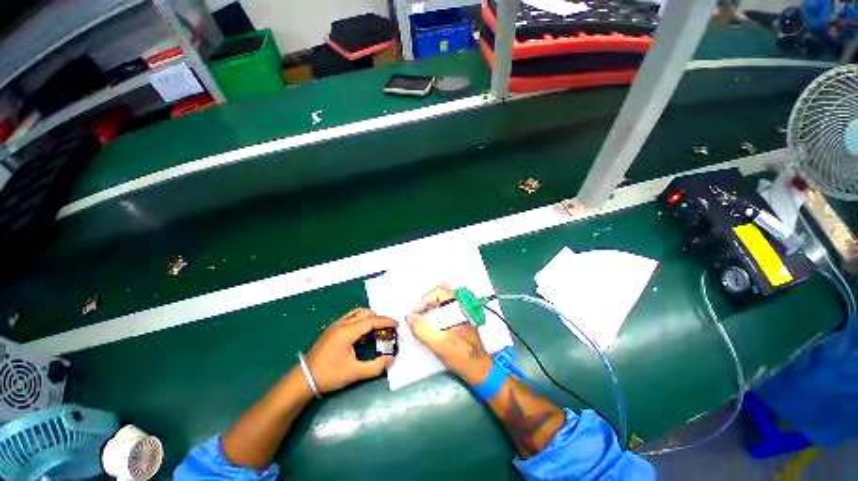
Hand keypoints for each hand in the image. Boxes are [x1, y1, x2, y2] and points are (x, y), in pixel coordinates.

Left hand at [305, 308, 396, 392]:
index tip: (397, 325)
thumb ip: (375, 366)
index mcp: (347, 332)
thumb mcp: (354, 373)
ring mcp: (336, 325)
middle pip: (366, 313)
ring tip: (375, 332)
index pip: (372, 320)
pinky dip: (360, 322)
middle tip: (386, 330)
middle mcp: (342, 324)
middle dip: (379, 319)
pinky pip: (351, 318)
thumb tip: (391, 359)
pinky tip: (361, 337)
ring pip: (357, 313)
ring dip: (369, 319)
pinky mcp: (332, 329)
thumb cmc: (329, 375)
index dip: (386, 321)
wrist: (303, 379)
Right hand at [406, 285, 492, 385]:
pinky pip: (444, 313)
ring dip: (428, 311)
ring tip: (419, 322)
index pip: (439, 292)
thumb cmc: (461, 356)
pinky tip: (428, 328)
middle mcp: (461, 307)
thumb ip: (422, 330)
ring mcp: (461, 314)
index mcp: (459, 307)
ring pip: (441, 305)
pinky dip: (433, 317)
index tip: (415, 313)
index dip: (424, 300)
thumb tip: (409, 317)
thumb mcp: (439, 344)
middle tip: (415, 317)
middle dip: (425, 305)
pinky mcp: (459, 322)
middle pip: (439, 297)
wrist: (479, 370)